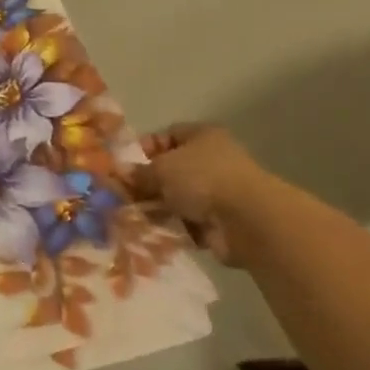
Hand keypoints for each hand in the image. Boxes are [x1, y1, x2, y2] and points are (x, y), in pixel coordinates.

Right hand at [130, 123, 267, 266]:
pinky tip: (154, 234)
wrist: (246, 220)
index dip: (145, 148)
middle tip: (124, 197)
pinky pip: (188, 224)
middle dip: (149, 184)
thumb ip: (140, 173)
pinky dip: (174, 229)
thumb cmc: (202, 179)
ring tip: (135, 218)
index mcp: (202, 136)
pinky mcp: (220, 223)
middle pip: (172, 170)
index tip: (125, 166)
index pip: (168, 135)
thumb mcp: (162, 169)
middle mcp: (212, 161)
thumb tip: (123, 175)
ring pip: (178, 199)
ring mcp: (218, 193)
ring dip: (159, 209)